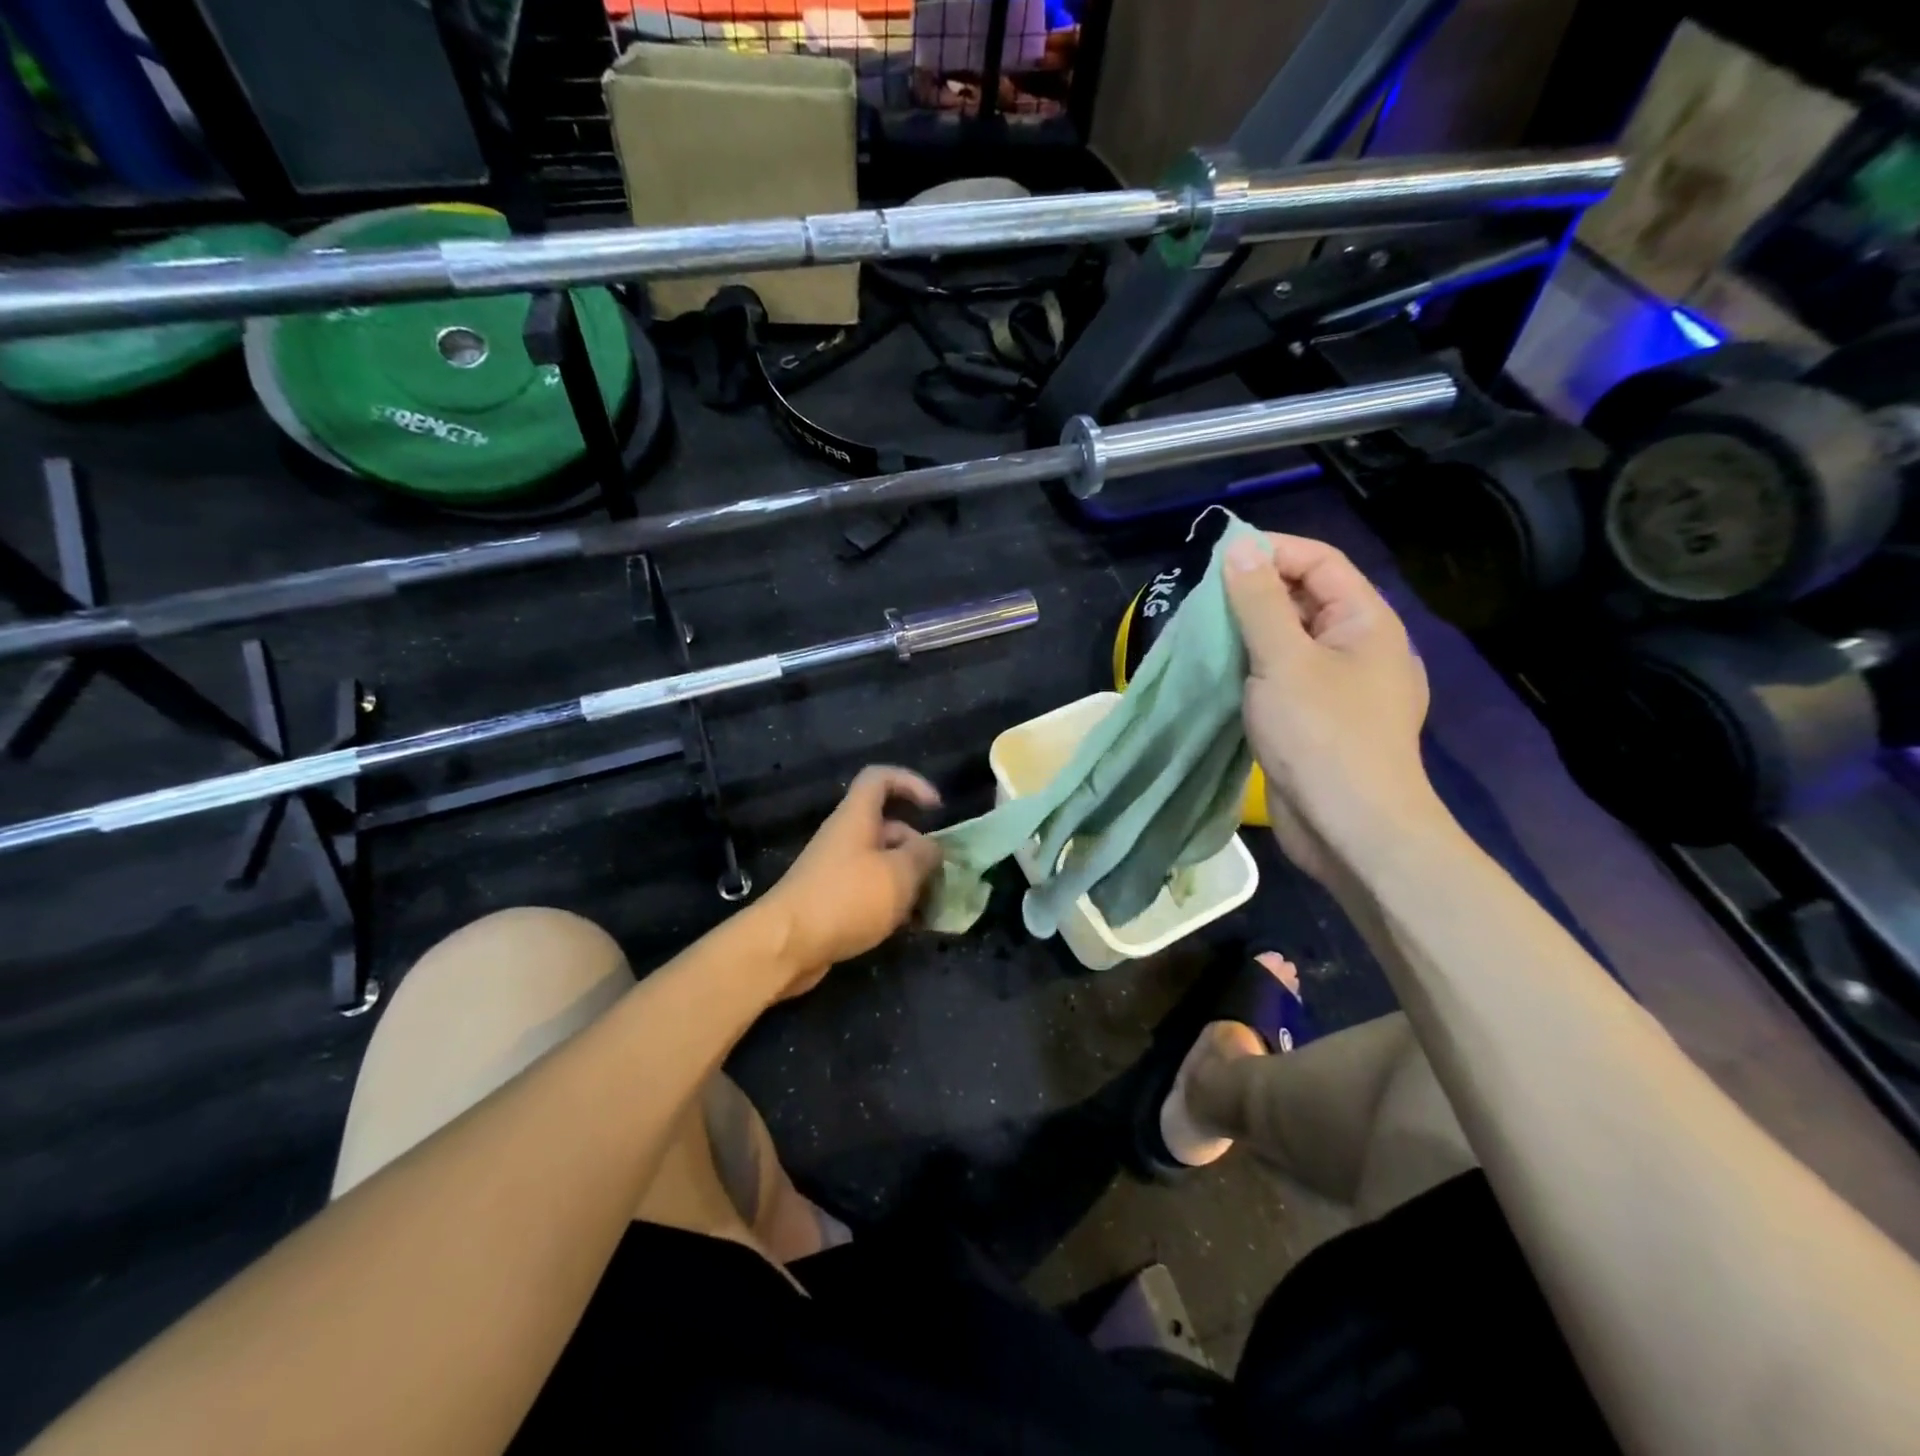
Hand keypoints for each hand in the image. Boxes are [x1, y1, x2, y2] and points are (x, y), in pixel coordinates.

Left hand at [758, 766, 943, 997]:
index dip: (911, 783)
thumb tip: (932, 848)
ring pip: (882, 864)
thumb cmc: (847, 898)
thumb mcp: (899, 874)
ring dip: (909, 880)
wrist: (787, 945)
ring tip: (932, 906)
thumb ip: (923, 855)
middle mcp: (845, 837)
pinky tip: (909, 926)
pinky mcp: (832, 900)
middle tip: (942, 875)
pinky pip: (869, 891)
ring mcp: (836, 870)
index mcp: (857, 817)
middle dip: (918, 848)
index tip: (936, 808)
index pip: (880, 778)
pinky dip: (891, 903)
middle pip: (888, 828)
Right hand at [1223, 533, 1439, 881]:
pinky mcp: (1318, 721)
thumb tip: (1239, 548)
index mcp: (1364, 621)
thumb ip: (1259, 602)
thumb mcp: (1283, 659)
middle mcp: (1357, 647)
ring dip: (1248, 635)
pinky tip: (1220, 677)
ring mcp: (1339, 687)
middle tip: (1200, 602)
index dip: (1271, 551)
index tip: (1216, 560)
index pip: (1319, 562)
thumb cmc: (1322, 735)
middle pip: (1304, 599)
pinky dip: (1252, 671)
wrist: (1352, 828)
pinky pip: (1283, 679)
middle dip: (1254, 594)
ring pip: (1289, 642)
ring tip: (1201, 635)